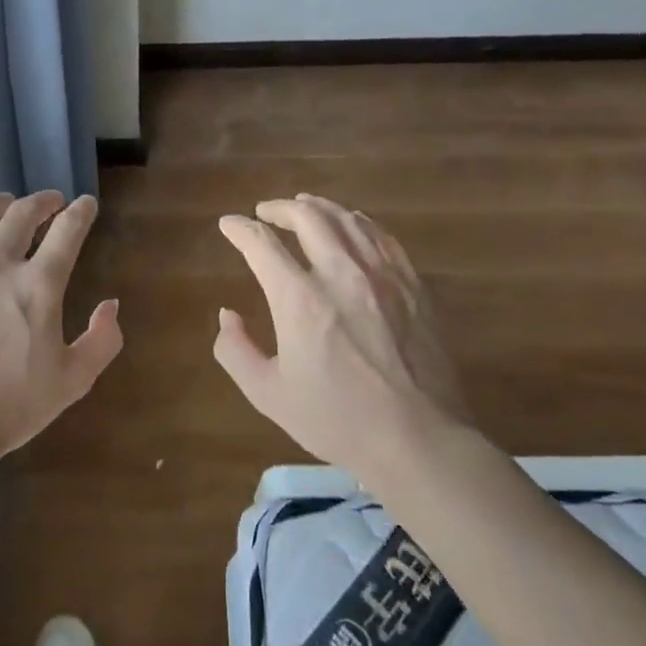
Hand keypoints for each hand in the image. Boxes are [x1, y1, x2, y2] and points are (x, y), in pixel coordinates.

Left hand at [0, 192, 122, 474]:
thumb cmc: (9, 408)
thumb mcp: (73, 381)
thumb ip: (102, 340)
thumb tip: (110, 305)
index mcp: (37, 285)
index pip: (67, 231)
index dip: (80, 212)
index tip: (85, 204)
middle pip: (21, 214)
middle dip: (41, 201)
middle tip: (50, 201)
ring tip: (4, 203)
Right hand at [214, 194, 470, 488]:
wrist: (418, 439)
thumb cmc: (337, 420)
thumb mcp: (268, 394)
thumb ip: (235, 351)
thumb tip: (228, 315)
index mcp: (298, 298)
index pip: (261, 243)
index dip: (239, 229)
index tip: (228, 224)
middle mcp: (339, 273)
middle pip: (307, 217)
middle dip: (280, 208)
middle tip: (266, 212)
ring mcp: (381, 276)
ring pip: (347, 219)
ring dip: (319, 207)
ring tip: (305, 206)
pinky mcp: (412, 286)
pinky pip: (382, 237)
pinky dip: (359, 223)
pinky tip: (352, 226)